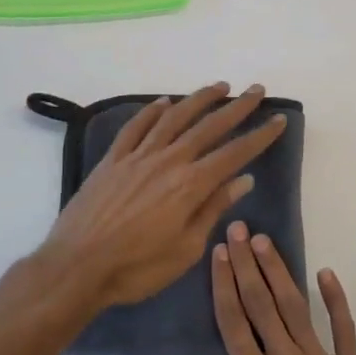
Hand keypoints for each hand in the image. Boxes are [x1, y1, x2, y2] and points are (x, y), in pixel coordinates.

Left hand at [39, 83, 285, 310]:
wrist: (77, 266)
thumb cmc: (137, 268)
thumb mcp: (186, 249)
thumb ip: (213, 209)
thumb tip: (243, 180)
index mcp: (191, 185)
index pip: (234, 153)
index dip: (259, 136)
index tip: (278, 120)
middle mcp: (168, 161)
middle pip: (209, 126)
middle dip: (237, 107)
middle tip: (256, 90)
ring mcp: (138, 156)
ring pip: (174, 118)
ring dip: (199, 99)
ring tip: (219, 87)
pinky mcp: (113, 159)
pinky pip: (136, 127)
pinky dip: (152, 112)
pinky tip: (164, 102)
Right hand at [177, 223, 355, 354]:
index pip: (234, 323)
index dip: (224, 285)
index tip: (218, 254)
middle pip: (262, 304)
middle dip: (247, 264)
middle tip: (238, 230)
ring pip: (296, 308)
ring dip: (279, 272)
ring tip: (266, 242)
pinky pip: (343, 328)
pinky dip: (335, 299)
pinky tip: (327, 274)